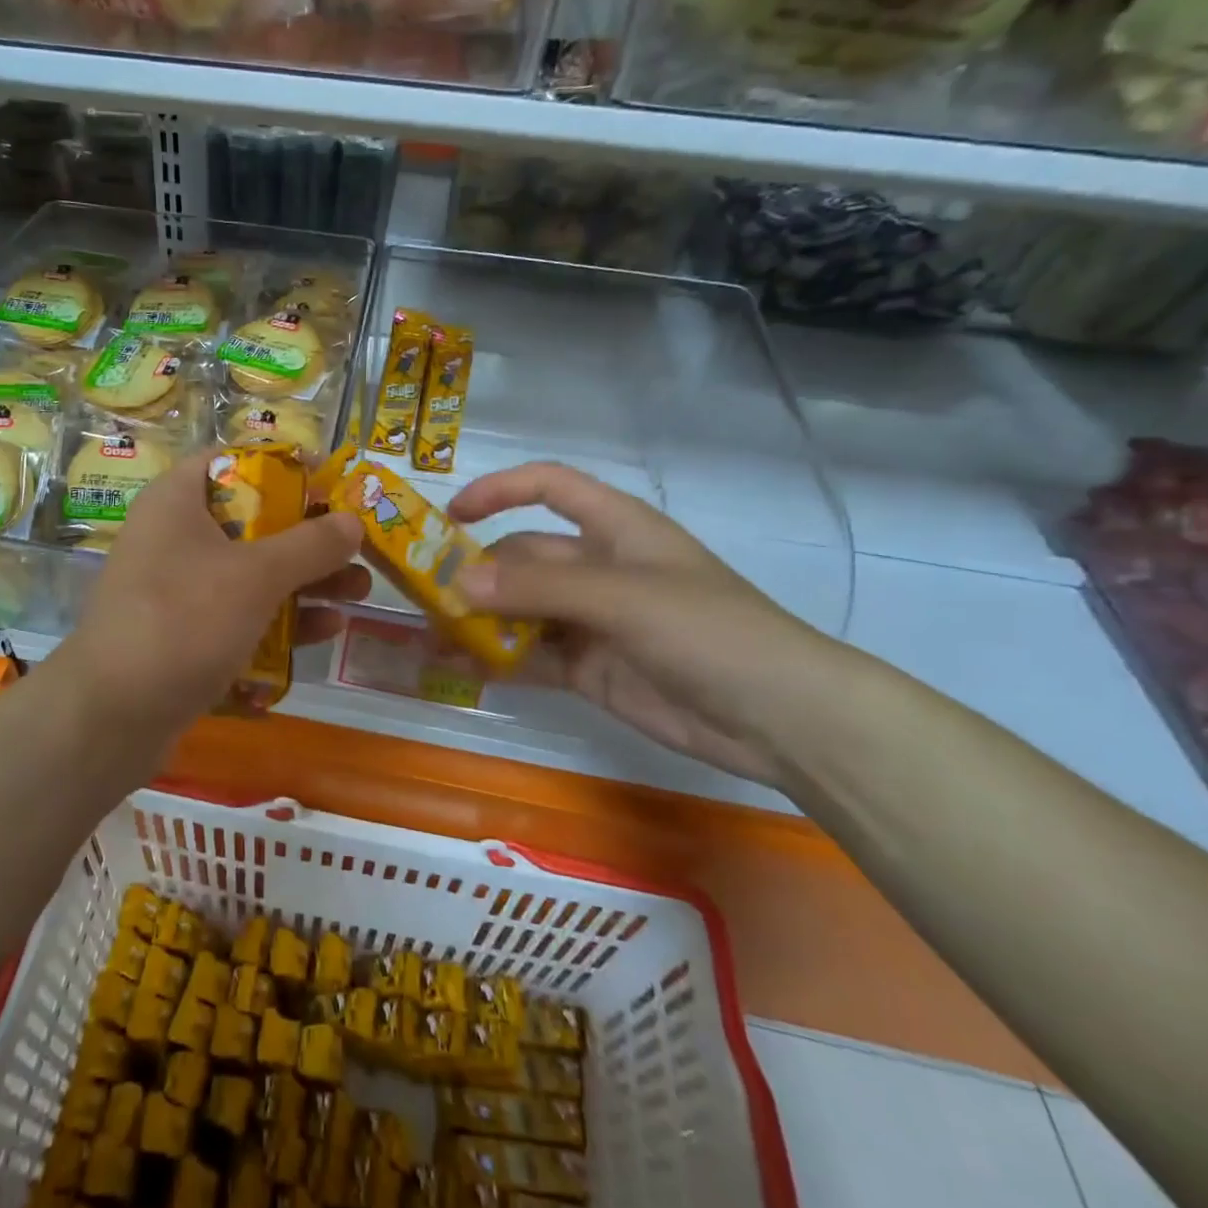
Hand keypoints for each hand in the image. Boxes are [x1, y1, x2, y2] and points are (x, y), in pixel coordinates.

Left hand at [59, 452, 368, 750]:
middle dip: (309, 537)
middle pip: (252, 521)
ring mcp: (177, 590)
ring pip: (251, 573)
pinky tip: (324, 631)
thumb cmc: (184, 621)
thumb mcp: (256, 576)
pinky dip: (278, 620)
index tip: (329, 483)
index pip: (232, 461)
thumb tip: (352, 521)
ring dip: (304, 582)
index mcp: (177, 502)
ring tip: (359, 593)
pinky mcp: (184, 635)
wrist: (111, 715)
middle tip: (357, 548)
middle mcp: (174, 538)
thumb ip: (310, 545)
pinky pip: (239, 615)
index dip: (283, 466)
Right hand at [449, 462, 853, 785]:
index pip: (549, 487)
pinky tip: (462, 668)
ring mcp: (593, 620)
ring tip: (432, 636)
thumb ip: (539, 587)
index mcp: (615, 529)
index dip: (500, 490)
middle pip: (524, 556)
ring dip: (480, 620)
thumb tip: (459, 582)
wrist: (780, 719)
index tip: (450, 516)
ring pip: (522, 610)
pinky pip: (532, 655)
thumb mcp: (622, 597)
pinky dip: (498, 660)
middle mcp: (599, 568)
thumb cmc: (708, 631)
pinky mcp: (590, 668)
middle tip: (427, 597)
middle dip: (477, 573)